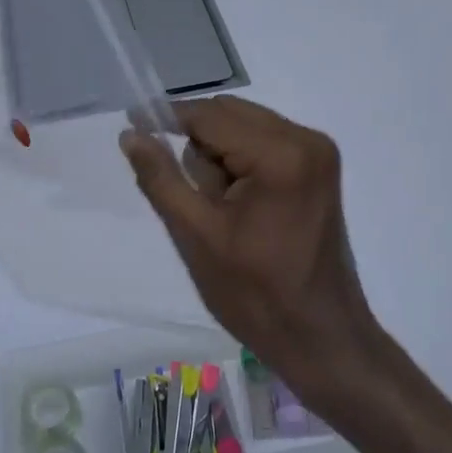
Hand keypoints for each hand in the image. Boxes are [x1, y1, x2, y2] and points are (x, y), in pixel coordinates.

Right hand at [121, 97, 379, 408]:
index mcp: (281, 154)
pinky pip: (264, 143)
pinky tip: (239, 206)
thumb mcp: (196, 235)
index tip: (132, 124)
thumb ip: (161, 177)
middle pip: (230, 114)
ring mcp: (318, 152)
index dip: (167, 117)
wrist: (321, 338)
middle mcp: (306, 140)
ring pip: (245, 127)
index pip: (210, 116)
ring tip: (221, 211)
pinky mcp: (319, 168)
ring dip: (220, 157)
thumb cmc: (256, 295)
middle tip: (193, 197)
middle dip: (199, 146)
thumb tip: (130, 134)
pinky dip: (241, 163)